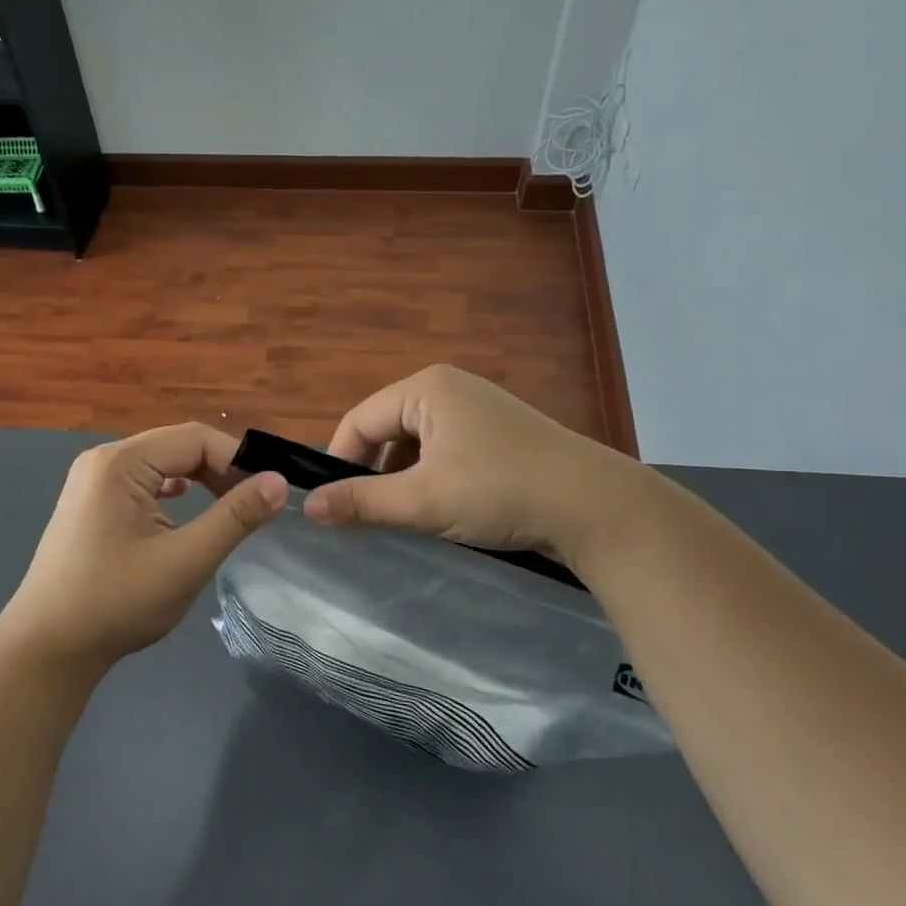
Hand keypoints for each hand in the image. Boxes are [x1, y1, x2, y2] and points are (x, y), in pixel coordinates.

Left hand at [0, 424, 287, 672]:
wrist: (46, 649)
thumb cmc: (117, 603)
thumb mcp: (186, 560)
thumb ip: (235, 517)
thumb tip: (277, 482)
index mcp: (121, 463)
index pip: (195, 438)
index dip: (238, 459)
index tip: (268, 493)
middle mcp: (104, 460)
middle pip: (178, 446)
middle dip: (221, 469)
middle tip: (255, 503)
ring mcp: (92, 481)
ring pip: (161, 464)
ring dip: (200, 480)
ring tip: (231, 507)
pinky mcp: (91, 503)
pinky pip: (143, 482)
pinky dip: (173, 491)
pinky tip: (187, 507)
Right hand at [302, 365, 645, 560]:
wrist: (597, 508)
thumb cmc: (500, 492)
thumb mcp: (423, 500)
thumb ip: (361, 502)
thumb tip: (308, 507)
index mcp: (426, 388)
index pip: (359, 420)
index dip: (339, 462)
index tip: (331, 507)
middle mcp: (450, 388)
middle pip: (387, 429)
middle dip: (373, 473)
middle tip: (367, 517)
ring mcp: (478, 410)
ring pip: (416, 444)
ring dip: (403, 479)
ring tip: (405, 518)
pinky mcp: (498, 434)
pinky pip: (445, 451)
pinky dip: (432, 478)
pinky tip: (442, 509)